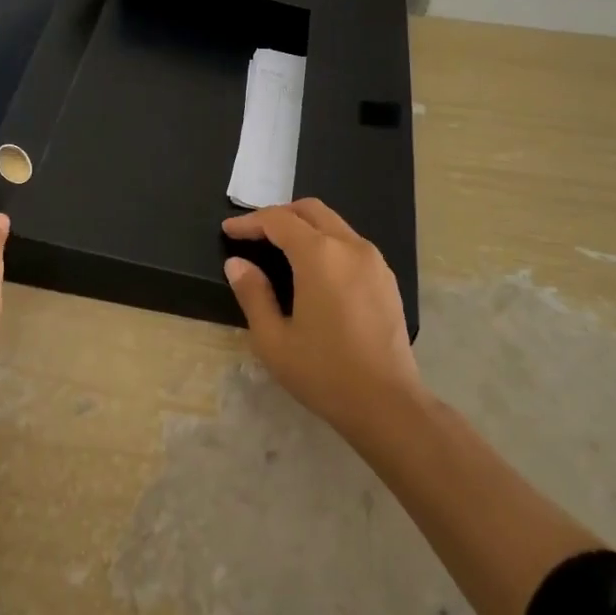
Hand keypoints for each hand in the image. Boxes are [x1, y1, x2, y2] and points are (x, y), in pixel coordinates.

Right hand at [221, 199, 423, 439]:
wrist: (387, 404)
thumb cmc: (324, 372)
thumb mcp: (273, 339)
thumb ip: (252, 294)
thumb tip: (236, 263)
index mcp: (320, 255)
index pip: (279, 220)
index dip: (250, 222)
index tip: (228, 231)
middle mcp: (350, 246)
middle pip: (310, 210)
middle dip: (279, 215)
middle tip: (253, 234)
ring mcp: (374, 260)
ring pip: (334, 224)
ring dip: (304, 227)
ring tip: (280, 249)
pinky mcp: (387, 278)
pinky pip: (350, 244)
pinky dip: (326, 242)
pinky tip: (314, 270)